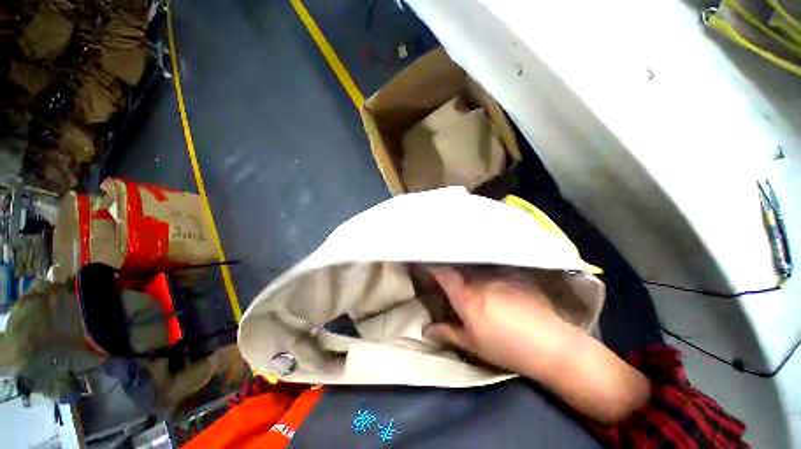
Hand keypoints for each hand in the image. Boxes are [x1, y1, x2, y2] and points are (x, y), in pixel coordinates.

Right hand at [424, 267, 581, 377]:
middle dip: (450, 268)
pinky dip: (487, 272)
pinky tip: (494, 283)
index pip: (443, 273)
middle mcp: (480, 279)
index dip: (432, 266)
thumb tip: (424, 330)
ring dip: (469, 270)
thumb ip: (447, 333)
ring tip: (470, 278)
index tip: (425, 263)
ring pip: (476, 267)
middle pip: (459, 267)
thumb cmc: (506, 347)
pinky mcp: (514, 274)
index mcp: (467, 296)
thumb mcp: (473, 344)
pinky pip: (494, 269)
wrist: (552, 345)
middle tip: (447, 274)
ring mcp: (499, 275)